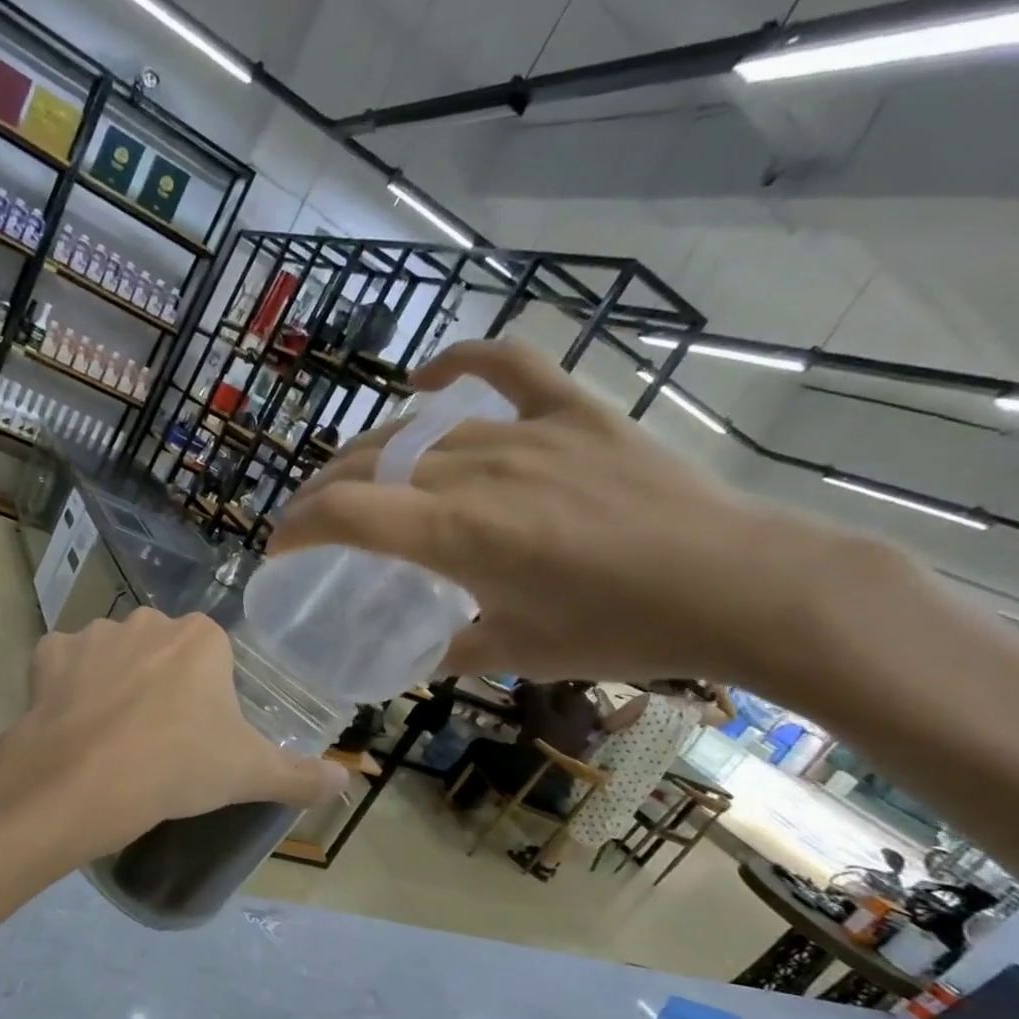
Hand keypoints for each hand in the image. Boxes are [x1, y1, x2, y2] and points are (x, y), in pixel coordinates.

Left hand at [13, 609, 348, 853]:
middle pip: (163, 652)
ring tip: (112, 736)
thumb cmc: (178, 767)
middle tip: (158, 739)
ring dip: (114, 683)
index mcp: (201, 638)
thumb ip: (301, 775)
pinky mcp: (48, 654)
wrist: (83, 782)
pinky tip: (71, 722)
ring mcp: (93, 634)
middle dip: (162, 684)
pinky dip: (66, 687)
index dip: (207, 698)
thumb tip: (345, 780)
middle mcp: (148, 622)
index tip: (199, 736)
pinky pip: (64, 665)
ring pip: (113, 656)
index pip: (213, 659)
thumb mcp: (249, 774)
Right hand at [269, 338, 886, 689]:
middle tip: (310, 521)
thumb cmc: (621, 630)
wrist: (740, 587)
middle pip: (367, 464)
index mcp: (456, 534)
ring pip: (418, 431)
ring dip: (371, 454)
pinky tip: (427, 380)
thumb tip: (418, 654)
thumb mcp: (518, 653)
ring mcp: (526, 433)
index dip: (296, 526)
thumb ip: (453, 650)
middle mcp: (476, 472)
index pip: (343, 513)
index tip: (279, 548)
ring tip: (358, 477)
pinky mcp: (574, 413)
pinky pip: (505, 367)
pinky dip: (459, 364)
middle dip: (320, 493)